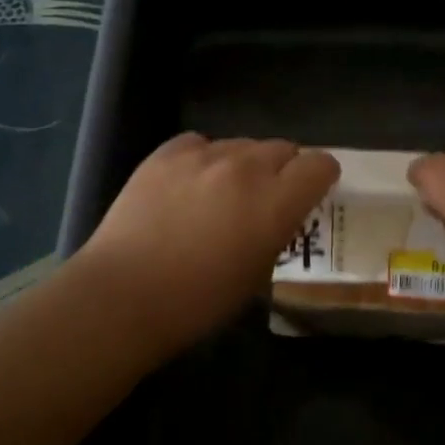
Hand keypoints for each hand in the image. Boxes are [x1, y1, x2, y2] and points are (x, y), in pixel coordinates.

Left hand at [76, 134, 338, 350]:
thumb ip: (278, 230)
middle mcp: (246, 167)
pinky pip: (201, 143)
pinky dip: (205, 159)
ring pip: (242, 144)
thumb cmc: (198, 301)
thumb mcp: (258, 273)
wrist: (124, 295)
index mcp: (275, 202)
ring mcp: (203, 155)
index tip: (312, 193)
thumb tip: (280, 212)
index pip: (319, 164)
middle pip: (283, 148)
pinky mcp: (166, 153)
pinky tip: (190, 184)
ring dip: (245, 164)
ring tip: (223, 193)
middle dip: (284, 169)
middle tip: (266, 198)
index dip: (321, 177)